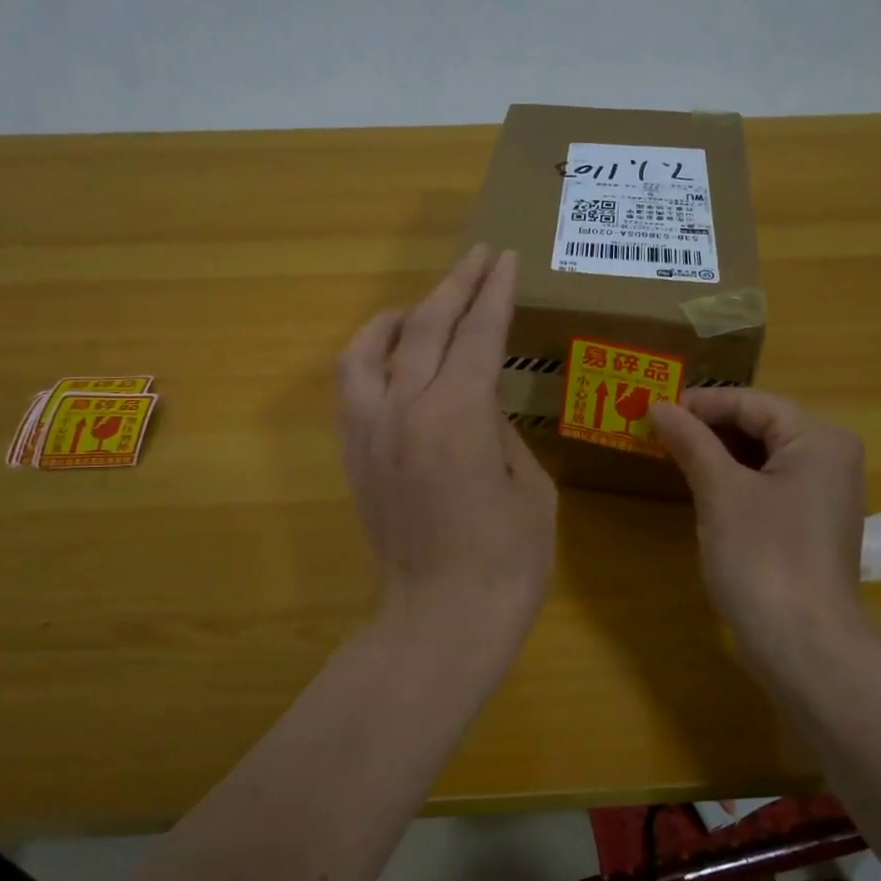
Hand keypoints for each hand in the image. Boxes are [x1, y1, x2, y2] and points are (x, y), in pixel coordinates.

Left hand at [338, 246, 556, 663]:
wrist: (440, 621)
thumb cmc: (506, 563)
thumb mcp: (530, 488)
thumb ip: (500, 432)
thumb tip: (478, 409)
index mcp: (458, 414)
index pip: (479, 334)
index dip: (495, 293)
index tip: (506, 260)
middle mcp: (404, 408)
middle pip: (426, 327)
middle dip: (456, 285)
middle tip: (479, 258)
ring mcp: (370, 432)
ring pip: (370, 349)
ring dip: (400, 316)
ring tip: (422, 304)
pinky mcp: (353, 456)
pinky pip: (350, 388)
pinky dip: (367, 358)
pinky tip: (386, 357)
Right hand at [651, 390, 873, 680]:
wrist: (802, 643)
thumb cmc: (762, 556)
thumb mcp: (720, 491)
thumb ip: (691, 442)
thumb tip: (659, 406)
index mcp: (818, 439)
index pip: (752, 402)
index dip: (701, 403)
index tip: (653, 407)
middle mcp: (830, 459)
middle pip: (761, 426)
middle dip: (708, 427)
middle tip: (656, 429)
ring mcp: (824, 495)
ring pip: (763, 457)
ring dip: (717, 453)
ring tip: (670, 452)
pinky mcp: (810, 525)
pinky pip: (768, 485)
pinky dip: (734, 480)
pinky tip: (700, 486)